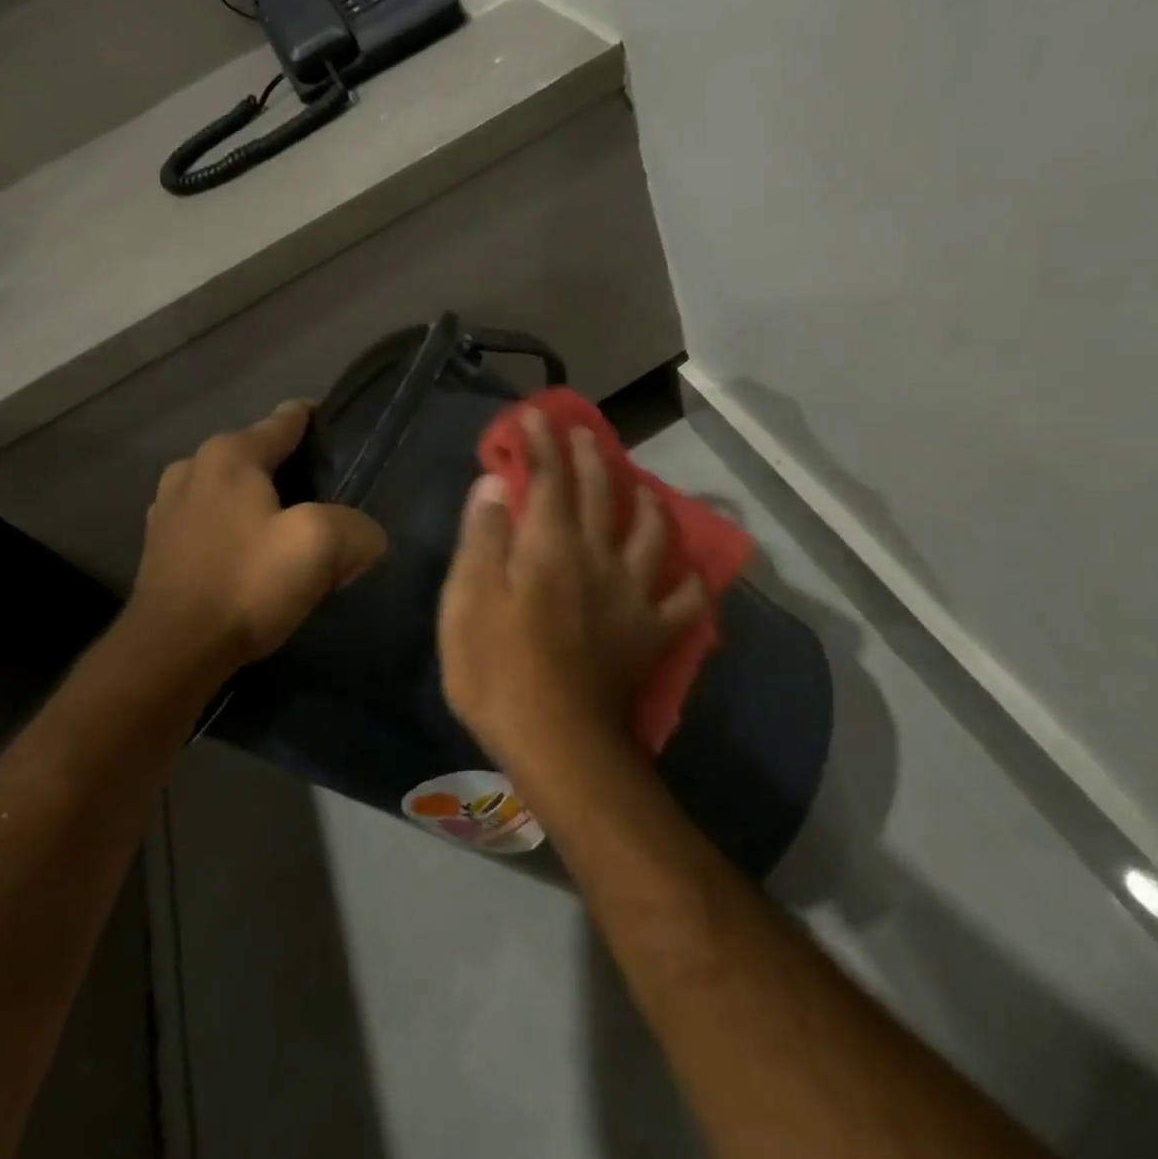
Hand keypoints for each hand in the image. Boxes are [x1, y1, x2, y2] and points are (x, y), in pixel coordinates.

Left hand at [122, 400, 387, 679]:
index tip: (336, 431)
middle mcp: (193, 469)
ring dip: (261, 504)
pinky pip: (213, 522)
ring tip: (289, 531)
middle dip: (291, 471)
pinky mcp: (160, 546)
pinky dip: (237, 531)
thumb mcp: (321, 546)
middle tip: (326, 501)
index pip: (284, 422)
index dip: (314, 422)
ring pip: (233, 491)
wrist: (173, 651)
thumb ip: (357, 529)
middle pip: (258, 456)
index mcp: (230, 456)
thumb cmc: (247, 583)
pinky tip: (253, 559)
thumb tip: (365, 538)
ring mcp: (168, 507)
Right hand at [438, 409, 705, 773]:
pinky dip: (690, 583)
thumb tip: (496, 484)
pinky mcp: (651, 634)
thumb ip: (484, 538)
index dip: (540, 443)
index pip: (548, 479)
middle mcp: (598, 559)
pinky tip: (688, 572)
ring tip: (643, 489)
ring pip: (650, 534)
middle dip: (590, 457)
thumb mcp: (468, 603)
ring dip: (646, 503)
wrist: (558, 743)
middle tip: (584, 433)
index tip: (533, 415)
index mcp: (551, 547)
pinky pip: (684, 601)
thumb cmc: (498, 673)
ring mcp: (632, 596)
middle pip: (600, 494)